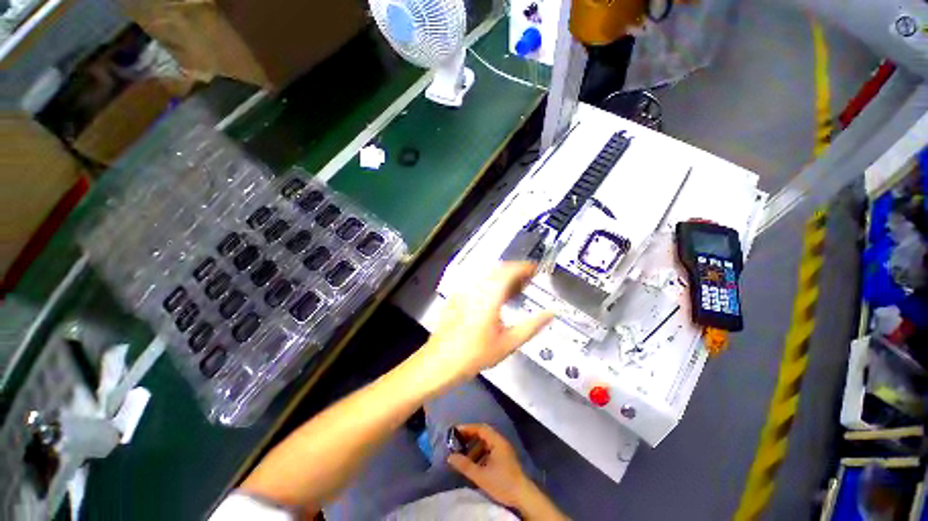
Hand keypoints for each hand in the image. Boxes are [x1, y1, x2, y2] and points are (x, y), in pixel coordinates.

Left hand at [422, 262, 553, 384]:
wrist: (442, 360)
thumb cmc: (476, 353)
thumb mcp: (509, 342)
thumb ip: (532, 326)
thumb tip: (550, 313)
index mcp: (490, 295)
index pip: (509, 271)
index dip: (524, 267)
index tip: (536, 269)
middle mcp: (476, 287)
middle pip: (498, 269)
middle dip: (515, 271)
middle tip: (528, 281)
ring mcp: (464, 290)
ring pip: (487, 274)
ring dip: (503, 276)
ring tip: (515, 289)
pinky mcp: (457, 295)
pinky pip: (477, 281)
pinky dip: (490, 282)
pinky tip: (495, 296)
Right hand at [446, 424, 533, 507]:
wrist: (523, 496)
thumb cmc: (502, 482)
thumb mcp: (481, 475)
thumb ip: (465, 465)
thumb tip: (450, 456)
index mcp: (497, 441)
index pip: (480, 428)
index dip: (467, 428)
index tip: (455, 431)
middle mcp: (501, 442)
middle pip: (483, 434)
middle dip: (470, 438)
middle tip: (457, 442)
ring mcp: (504, 450)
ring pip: (486, 443)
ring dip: (474, 447)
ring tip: (464, 456)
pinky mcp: (505, 459)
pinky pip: (490, 450)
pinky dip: (480, 454)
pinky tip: (474, 464)